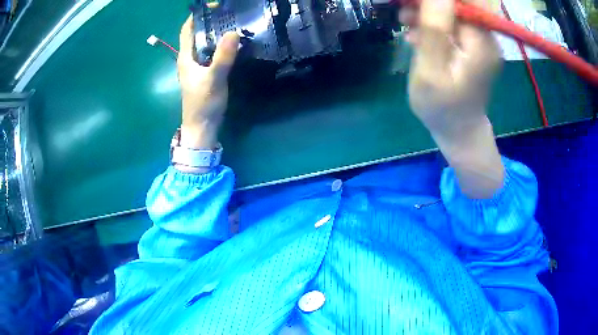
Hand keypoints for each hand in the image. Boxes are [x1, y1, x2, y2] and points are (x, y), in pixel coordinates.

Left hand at [178, 16, 239, 149]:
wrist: (202, 127)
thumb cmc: (203, 103)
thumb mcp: (214, 78)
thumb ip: (223, 56)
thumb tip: (233, 32)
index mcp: (186, 57)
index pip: (187, 30)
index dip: (196, 16)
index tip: (212, 6)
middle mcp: (189, 59)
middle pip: (197, 34)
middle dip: (209, 22)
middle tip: (227, 13)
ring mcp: (197, 67)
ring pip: (205, 44)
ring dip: (216, 33)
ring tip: (233, 23)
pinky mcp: (205, 73)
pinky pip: (212, 53)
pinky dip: (220, 46)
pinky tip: (232, 44)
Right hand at [399, 0, 504, 198]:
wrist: (459, 131)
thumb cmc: (442, 108)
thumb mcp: (431, 70)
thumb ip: (434, 29)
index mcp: (481, 42)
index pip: (464, 1)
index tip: (416, 4)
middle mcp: (486, 37)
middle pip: (459, 3)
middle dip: (429, 4)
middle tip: (405, 14)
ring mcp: (481, 42)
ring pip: (453, 11)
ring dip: (428, 13)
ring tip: (406, 23)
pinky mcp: (473, 47)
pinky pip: (453, 24)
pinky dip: (434, 25)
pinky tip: (418, 36)